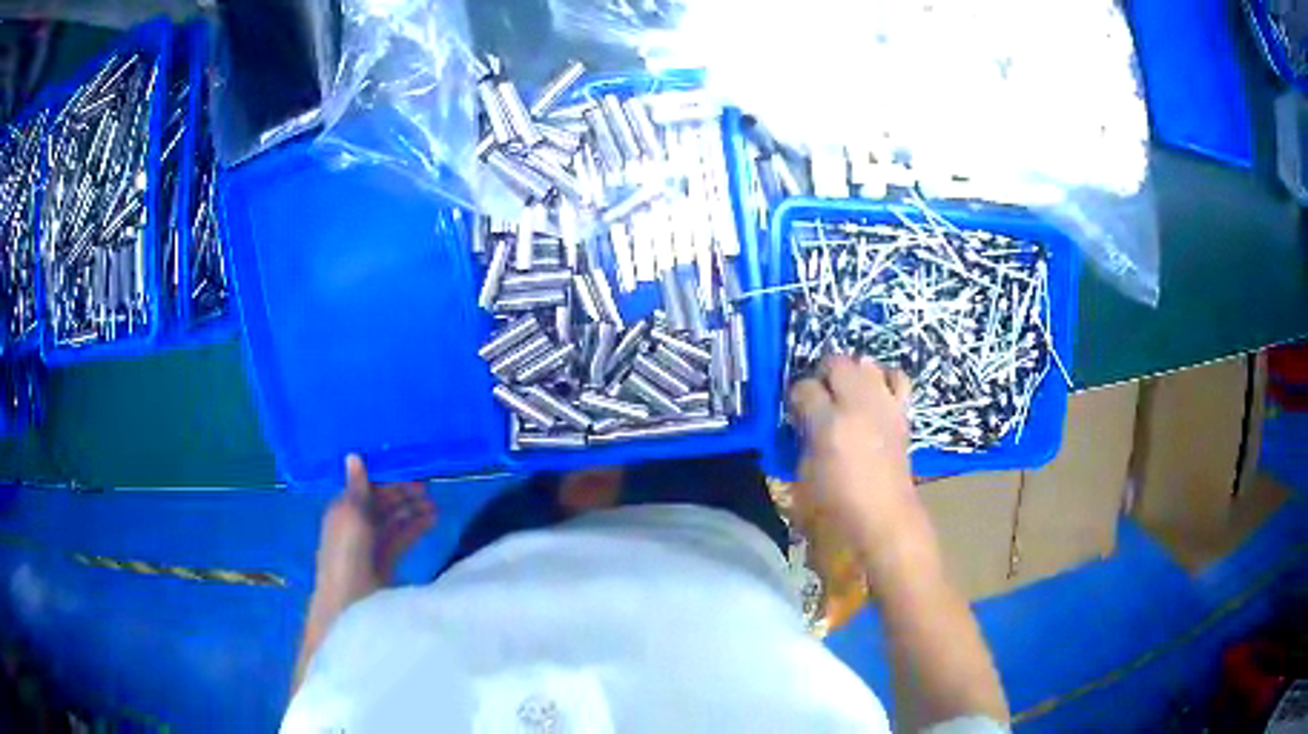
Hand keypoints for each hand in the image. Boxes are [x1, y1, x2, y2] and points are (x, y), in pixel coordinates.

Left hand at [315, 455, 435, 601]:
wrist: (351, 601)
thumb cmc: (347, 552)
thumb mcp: (351, 514)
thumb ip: (357, 487)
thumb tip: (353, 454)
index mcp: (343, 509)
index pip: (366, 487)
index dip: (386, 478)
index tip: (410, 469)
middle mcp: (356, 523)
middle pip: (382, 503)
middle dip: (403, 494)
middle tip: (429, 487)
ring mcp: (372, 544)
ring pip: (394, 520)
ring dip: (413, 510)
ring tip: (436, 504)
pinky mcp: (387, 561)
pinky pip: (402, 538)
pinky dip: (416, 528)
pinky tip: (433, 521)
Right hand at [789, 356, 929, 575]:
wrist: (883, 521)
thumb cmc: (836, 508)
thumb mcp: (802, 476)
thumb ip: (802, 439)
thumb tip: (802, 422)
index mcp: (829, 425)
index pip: (804, 388)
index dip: (795, 397)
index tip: (793, 411)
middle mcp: (858, 407)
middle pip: (837, 363)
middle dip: (822, 376)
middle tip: (816, 398)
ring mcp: (884, 407)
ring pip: (866, 363)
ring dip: (852, 374)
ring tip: (844, 395)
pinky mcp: (902, 414)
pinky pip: (896, 379)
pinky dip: (884, 380)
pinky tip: (873, 395)